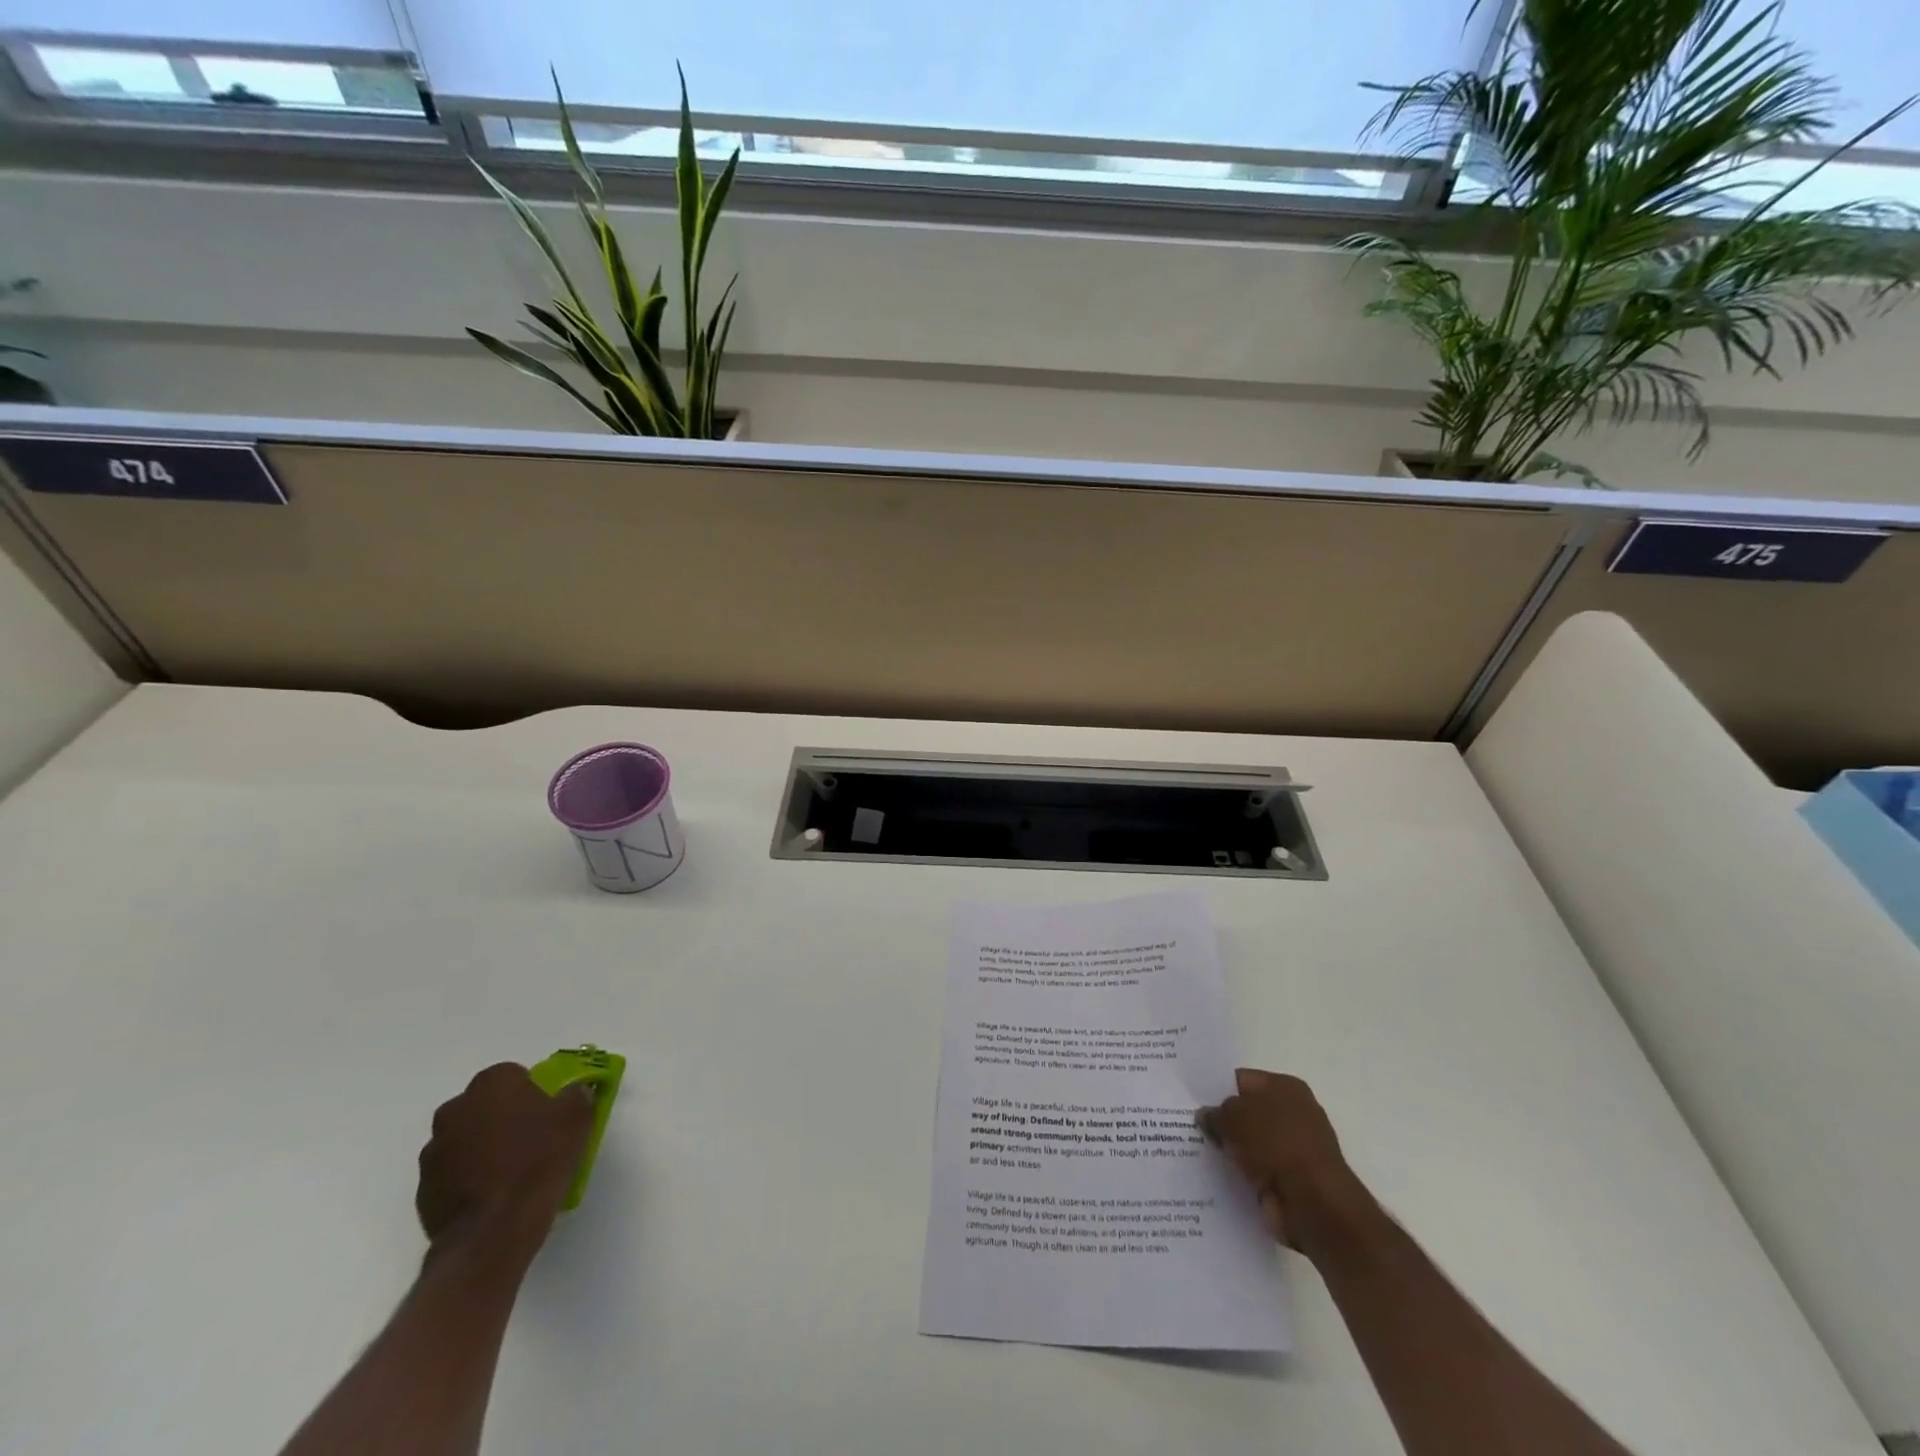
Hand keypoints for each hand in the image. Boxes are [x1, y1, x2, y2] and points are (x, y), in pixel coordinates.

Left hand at [416, 1064, 593, 1258]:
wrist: (494, 1229)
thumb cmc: (539, 1160)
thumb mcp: (577, 1117)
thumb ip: (576, 1095)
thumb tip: (573, 1092)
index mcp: (491, 1084)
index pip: (513, 1075)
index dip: (532, 1092)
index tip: (547, 1113)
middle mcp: (454, 1110)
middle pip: (484, 1105)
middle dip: (502, 1117)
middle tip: (530, 1138)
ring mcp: (433, 1151)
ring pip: (465, 1139)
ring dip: (483, 1147)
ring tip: (511, 1172)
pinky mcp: (423, 1190)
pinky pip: (452, 1173)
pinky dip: (469, 1178)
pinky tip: (493, 1195)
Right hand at [1197, 1069, 1375, 1253]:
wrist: (1314, 1204)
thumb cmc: (1276, 1145)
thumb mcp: (1234, 1117)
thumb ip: (1215, 1113)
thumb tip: (1205, 1115)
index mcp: (1285, 1087)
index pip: (1242, 1080)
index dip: (1216, 1088)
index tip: (1191, 1099)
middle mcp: (1293, 1113)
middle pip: (1247, 1112)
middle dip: (1222, 1121)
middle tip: (1188, 1125)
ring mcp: (1294, 1149)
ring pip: (1250, 1143)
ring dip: (1231, 1150)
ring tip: (1195, 1151)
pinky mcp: (1291, 1181)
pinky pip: (1257, 1171)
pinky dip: (1241, 1175)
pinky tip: (1215, 1176)